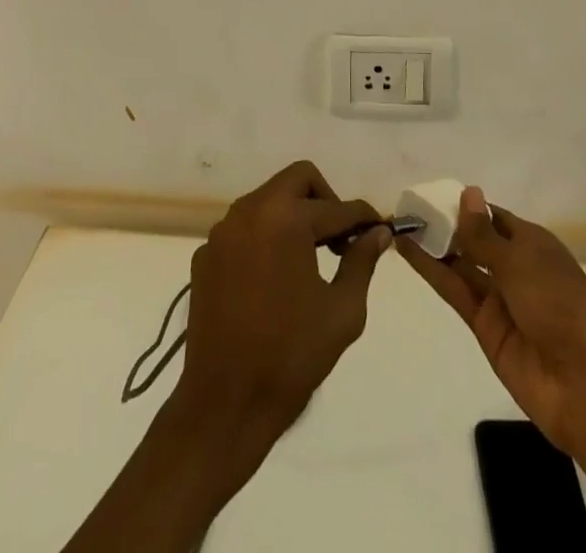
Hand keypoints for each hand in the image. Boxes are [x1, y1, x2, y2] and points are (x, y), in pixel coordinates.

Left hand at [175, 160, 390, 446]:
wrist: (224, 404)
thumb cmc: (291, 357)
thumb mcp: (342, 311)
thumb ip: (361, 262)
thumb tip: (377, 233)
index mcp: (285, 219)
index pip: (336, 207)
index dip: (363, 218)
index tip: (380, 230)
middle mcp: (249, 211)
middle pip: (297, 180)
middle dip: (325, 201)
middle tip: (340, 239)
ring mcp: (222, 232)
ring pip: (268, 200)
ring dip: (294, 216)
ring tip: (311, 258)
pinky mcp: (205, 256)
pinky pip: (244, 229)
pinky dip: (265, 239)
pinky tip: (274, 279)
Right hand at [399, 186, 585, 465]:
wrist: (585, 385)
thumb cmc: (559, 304)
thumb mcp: (520, 261)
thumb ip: (483, 234)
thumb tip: (467, 192)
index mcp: (534, 244)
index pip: (494, 218)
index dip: (466, 206)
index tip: (430, 194)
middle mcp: (516, 268)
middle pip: (475, 241)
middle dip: (445, 225)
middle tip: (406, 208)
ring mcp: (500, 299)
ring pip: (460, 265)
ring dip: (433, 245)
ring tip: (398, 223)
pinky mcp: (485, 327)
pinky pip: (455, 291)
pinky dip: (431, 271)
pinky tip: (407, 251)